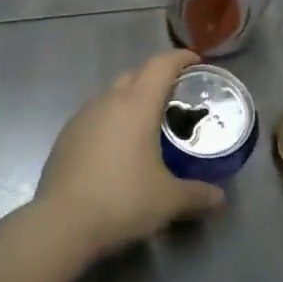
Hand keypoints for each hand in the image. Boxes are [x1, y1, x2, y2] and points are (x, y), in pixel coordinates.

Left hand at [35, 49, 226, 258]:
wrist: (62, 223)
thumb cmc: (122, 200)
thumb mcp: (168, 200)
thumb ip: (197, 195)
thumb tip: (220, 199)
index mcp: (136, 105)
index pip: (160, 66)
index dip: (179, 58)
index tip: (195, 61)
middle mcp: (107, 102)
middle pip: (134, 74)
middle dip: (155, 77)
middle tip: (175, 95)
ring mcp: (82, 117)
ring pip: (111, 95)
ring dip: (130, 99)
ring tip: (147, 122)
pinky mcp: (65, 137)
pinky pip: (94, 116)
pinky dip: (111, 120)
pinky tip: (118, 146)